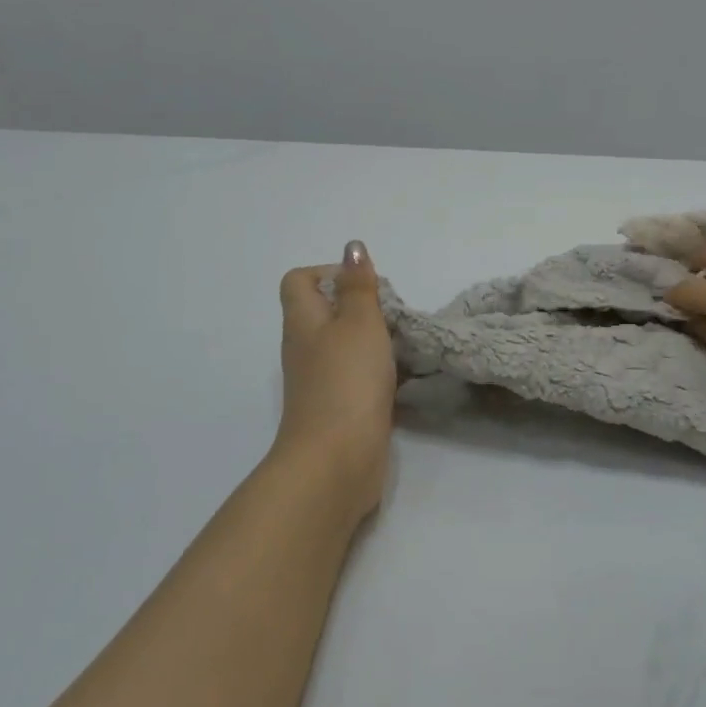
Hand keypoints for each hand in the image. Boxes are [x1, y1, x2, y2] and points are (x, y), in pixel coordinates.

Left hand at [273, 242, 396, 518]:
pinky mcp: (339, 408)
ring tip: (405, 343)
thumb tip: (352, 247)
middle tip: (394, 315)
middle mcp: (305, 348)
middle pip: (326, 312)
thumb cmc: (347, 380)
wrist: (337, 460)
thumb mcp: (359, 322)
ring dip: (374, 340)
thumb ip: (358, 285)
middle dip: (362, 307)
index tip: (366, 285)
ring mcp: (320, 381)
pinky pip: (357, 376)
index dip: (329, 272)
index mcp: (303, 321)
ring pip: (345, 346)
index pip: (300, 280)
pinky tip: (405, 377)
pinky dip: (379, 372)